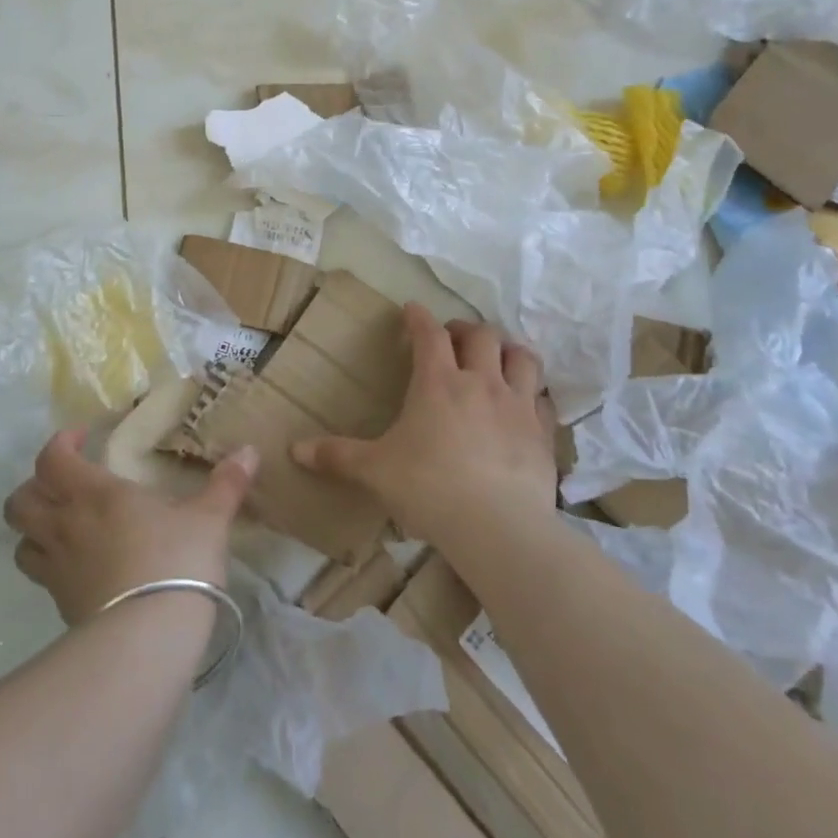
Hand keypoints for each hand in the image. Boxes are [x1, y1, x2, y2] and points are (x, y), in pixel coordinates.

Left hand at [3, 431, 258, 624]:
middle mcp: (65, 526)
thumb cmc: (176, 562)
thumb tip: (249, 451)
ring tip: (63, 525)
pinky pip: (41, 576)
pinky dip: (50, 564)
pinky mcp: (60, 605)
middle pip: (19, 501)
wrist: (147, 638)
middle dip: (34, 487)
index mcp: (94, 494)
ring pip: (20, 541)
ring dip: (34, 528)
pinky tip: (80, 567)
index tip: (82, 438)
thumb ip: (227, 484)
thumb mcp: (209, 519)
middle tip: (64, 485)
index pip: (51, 459)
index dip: (59, 443)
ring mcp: (58, 569)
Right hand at [292, 303, 556, 539]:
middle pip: (481, 335)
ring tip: (496, 359)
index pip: (428, 333)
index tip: (411, 310)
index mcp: (437, 382)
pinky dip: (532, 393)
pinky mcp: (542, 432)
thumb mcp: (375, 471)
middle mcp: (480, 382)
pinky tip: (524, 405)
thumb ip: (337, 456)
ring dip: (507, 350)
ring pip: (521, 357)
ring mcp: (517, 405)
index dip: (418, 317)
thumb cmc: (428, 488)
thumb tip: (294, 451)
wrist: (498, 527)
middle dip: (464, 329)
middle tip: (453, 339)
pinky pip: (543, 398)